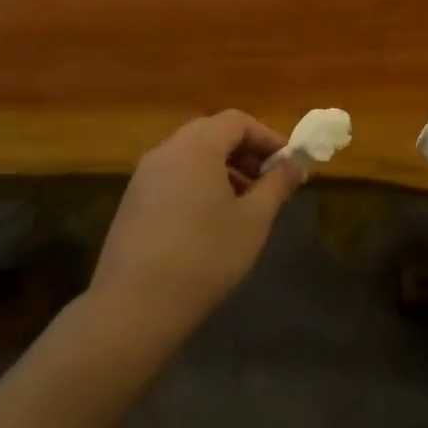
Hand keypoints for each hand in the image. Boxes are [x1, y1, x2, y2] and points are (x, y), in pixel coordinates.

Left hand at [91, 111, 304, 342]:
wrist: (134, 306)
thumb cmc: (205, 255)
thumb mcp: (253, 219)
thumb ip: (277, 184)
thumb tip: (296, 162)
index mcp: (196, 146)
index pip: (237, 121)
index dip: (267, 138)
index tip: (287, 166)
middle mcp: (166, 151)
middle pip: (212, 134)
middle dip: (245, 153)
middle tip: (268, 184)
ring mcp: (143, 176)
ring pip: (190, 157)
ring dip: (222, 170)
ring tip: (243, 206)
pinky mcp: (132, 202)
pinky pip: (173, 178)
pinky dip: (197, 185)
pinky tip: (209, 223)